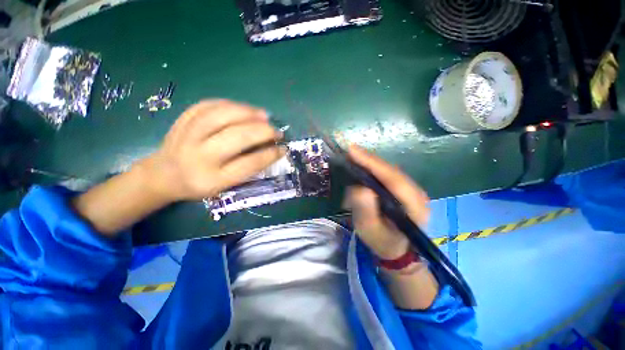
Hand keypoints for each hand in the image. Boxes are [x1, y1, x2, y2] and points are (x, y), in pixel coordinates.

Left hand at [141, 100, 285, 201]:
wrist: (163, 175)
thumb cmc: (200, 184)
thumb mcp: (224, 186)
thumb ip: (246, 169)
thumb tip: (270, 148)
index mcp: (212, 179)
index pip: (249, 164)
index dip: (270, 155)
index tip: (283, 149)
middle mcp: (199, 157)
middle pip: (237, 137)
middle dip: (263, 132)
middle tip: (276, 131)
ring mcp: (187, 135)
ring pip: (222, 116)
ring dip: (248, 113)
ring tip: (264, 115)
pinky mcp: (181, 120)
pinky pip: (208, 105)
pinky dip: (230, 104)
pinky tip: (243, 108)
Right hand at [343, 145, 429, 259]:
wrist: (396, 248)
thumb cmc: (382, 242)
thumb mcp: (370, 231)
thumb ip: (365, 211)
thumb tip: (359, 187)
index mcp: (414, 206)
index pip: (392, 178)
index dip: (372, 163)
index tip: (353, 151)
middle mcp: (417, 193)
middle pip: (391, 170)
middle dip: (369, 159)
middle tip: (349, 150)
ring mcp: (412, 189)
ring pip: (389, 169)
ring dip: (371, 162)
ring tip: (353, 155)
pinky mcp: (404, 189)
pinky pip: (387, 173)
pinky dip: (374, 167)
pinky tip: (363, 164)